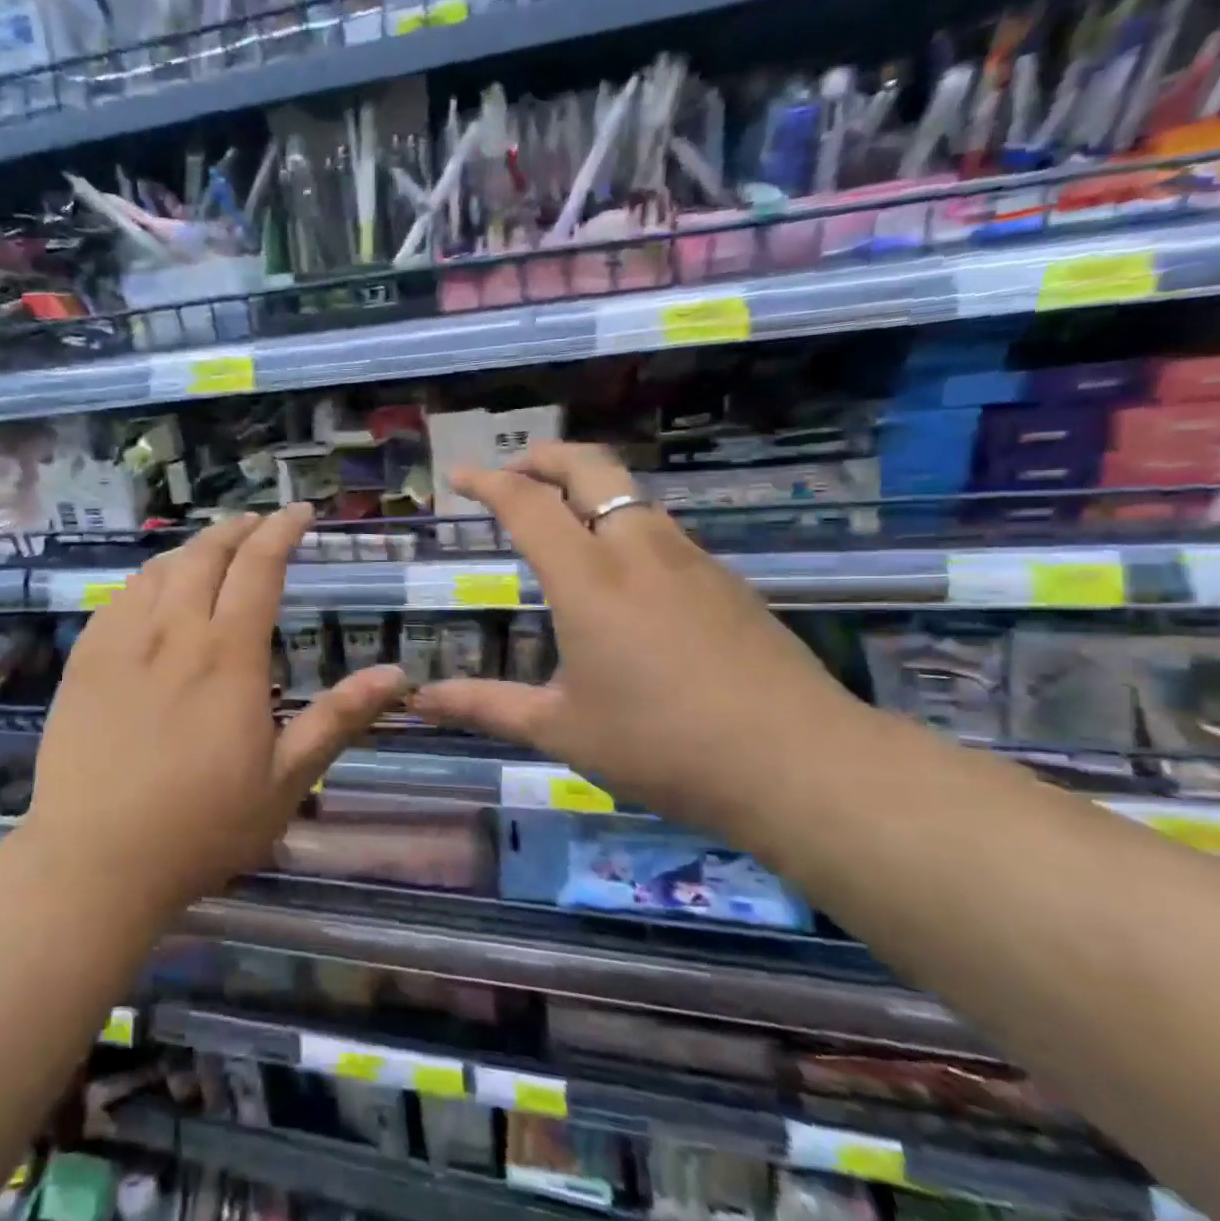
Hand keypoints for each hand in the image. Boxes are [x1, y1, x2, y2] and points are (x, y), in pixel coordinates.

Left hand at [28, 505, 408, 913]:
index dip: (281, 531)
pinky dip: (147, 578)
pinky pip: (119, 598)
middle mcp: (173, 633)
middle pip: (205, 555)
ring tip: (213, 549)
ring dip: (192, 548)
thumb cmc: (202, 827)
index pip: (258, 568)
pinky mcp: (84, 661)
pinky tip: (153, 589)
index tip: (299, 512)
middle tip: (257, 524)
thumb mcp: (286, 781)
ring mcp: (121, 643)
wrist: (95, 861)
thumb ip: (339, 719)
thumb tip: (398, 675)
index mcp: (228, 655)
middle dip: (237, 530)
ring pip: (159, 570)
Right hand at [407, 441, 866, 824]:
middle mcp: (638, 550)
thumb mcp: (560, 729)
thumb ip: (485, 706)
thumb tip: (419, 701)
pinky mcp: (726, 581)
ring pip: (631, 494)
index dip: (487, 482)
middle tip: (513, 469)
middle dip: (545, 456)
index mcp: (588, 578)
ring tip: (560, 513)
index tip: (458, 475)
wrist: (800, 764)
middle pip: (590, 467)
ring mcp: (690, 560)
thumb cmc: (662, 745)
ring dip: (588, 486)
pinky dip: (623, 521)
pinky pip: (662, 529)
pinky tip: (621, 569)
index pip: (528, 504)